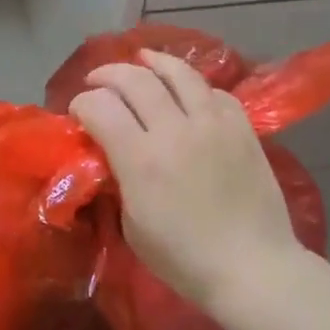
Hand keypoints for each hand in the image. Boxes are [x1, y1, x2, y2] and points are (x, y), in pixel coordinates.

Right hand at [69, 50, 299, 313]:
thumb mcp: (133, 226)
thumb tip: (110, 154)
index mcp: (141, 160)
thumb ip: (119, 180)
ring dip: (153, 62)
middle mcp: (175, 131)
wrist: (252, 268)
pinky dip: (193, 86)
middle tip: (98, 82)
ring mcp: (214, 125)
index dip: (81, 103)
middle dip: (108, 74)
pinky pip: (214, 92)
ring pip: (179, 73)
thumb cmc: (184, 259)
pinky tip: (186, 91)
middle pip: (135, 80)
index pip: (100, 107)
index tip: (77, 112)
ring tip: (141, 61)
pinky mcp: (243, 129)